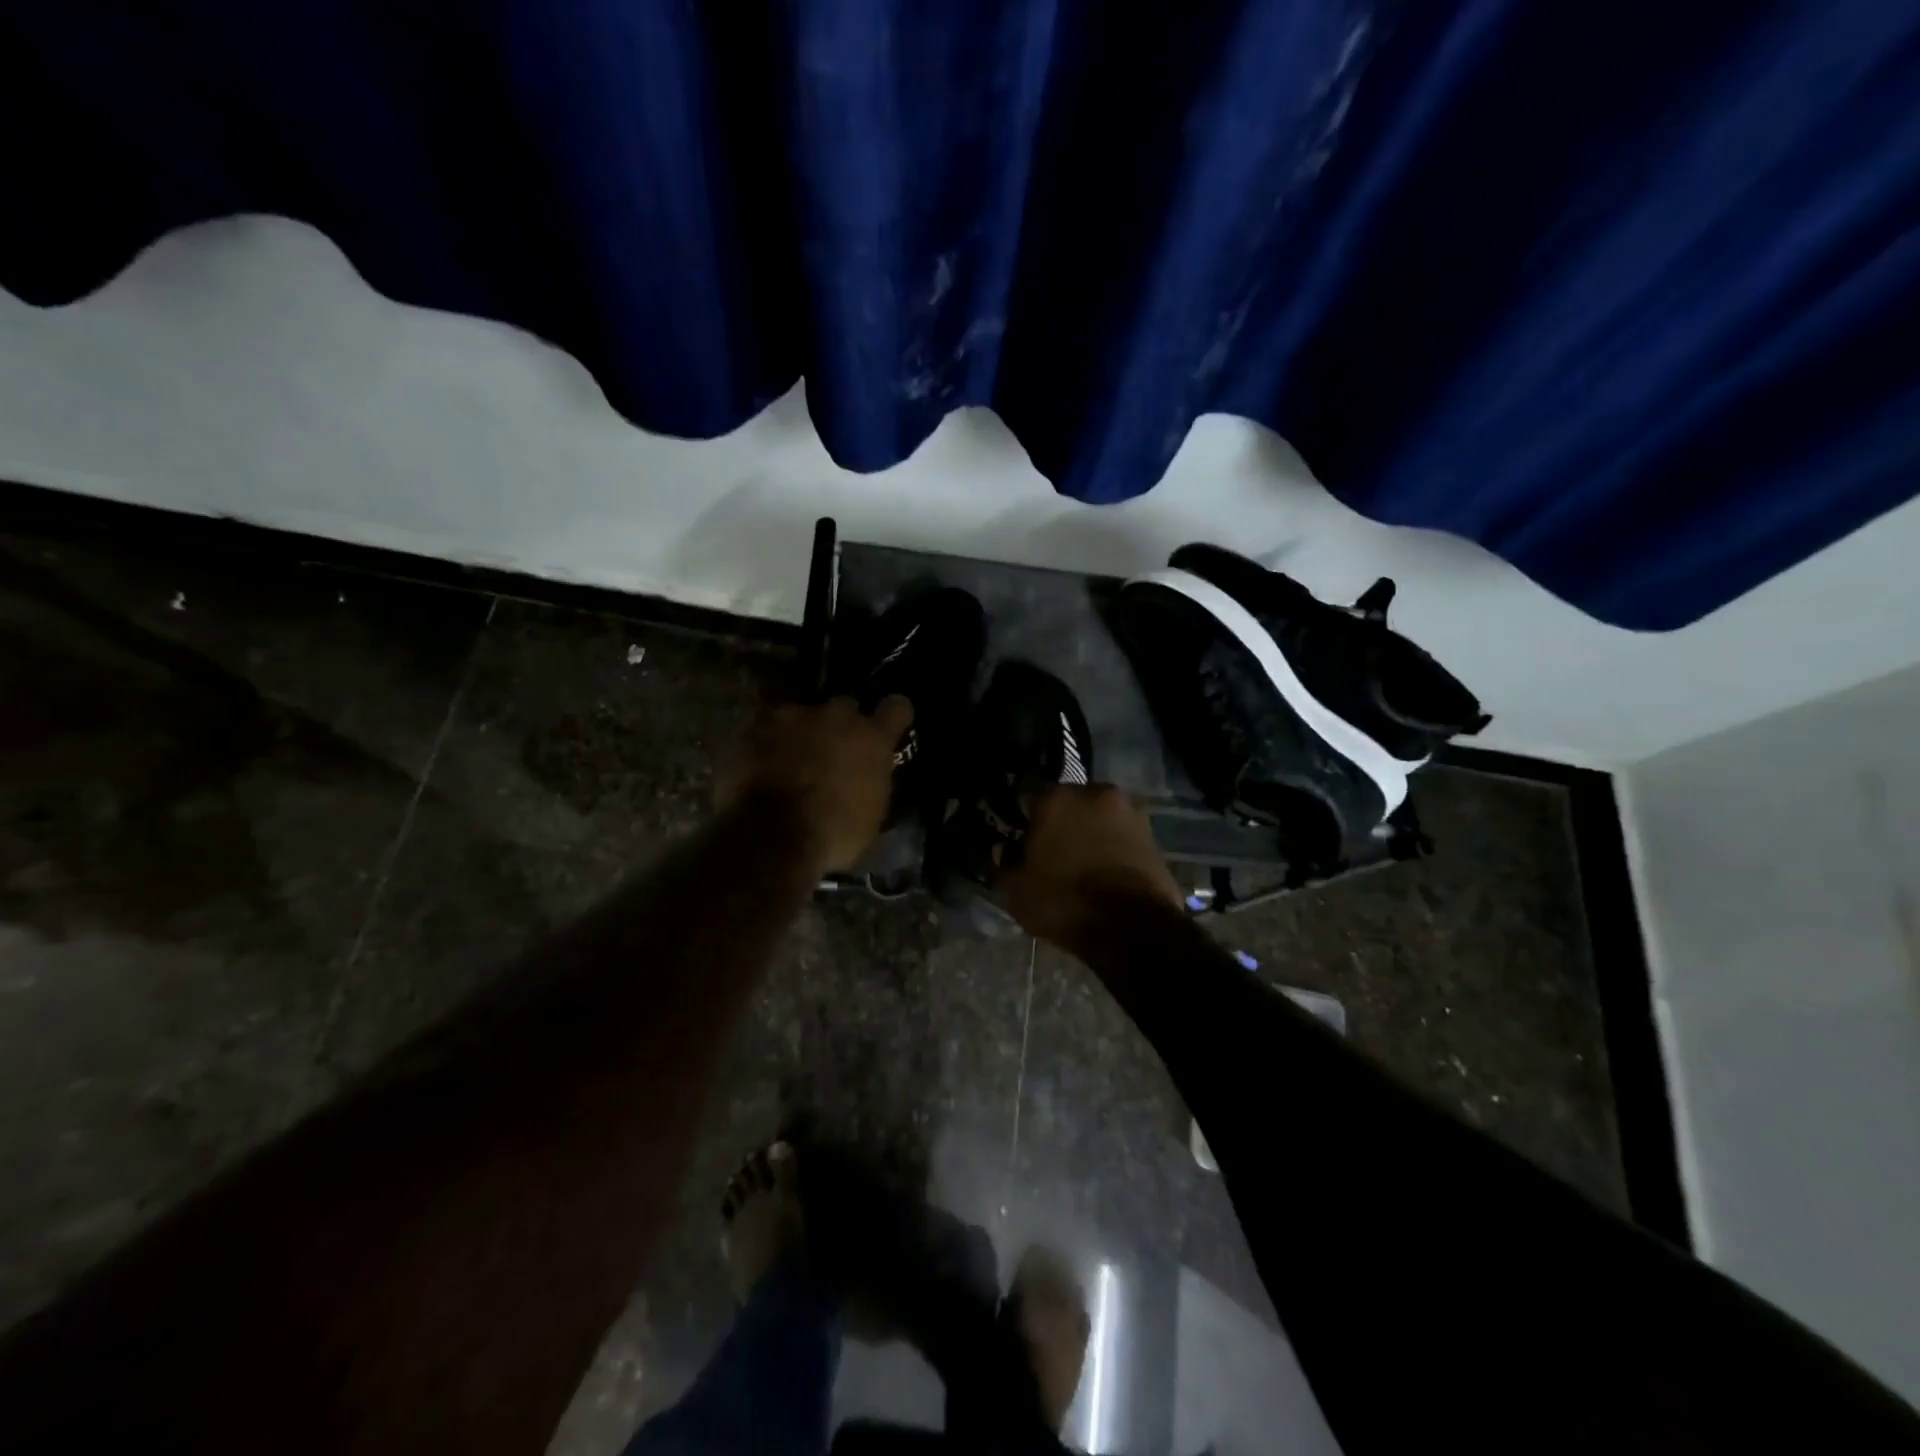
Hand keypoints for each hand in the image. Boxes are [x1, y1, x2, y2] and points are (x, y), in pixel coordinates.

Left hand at [719, 696, 912, 874]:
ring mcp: (792, 717)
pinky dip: (768, 743)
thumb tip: (866, 776)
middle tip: (833, 752)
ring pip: (802, 715)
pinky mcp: (755, 727)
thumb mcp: (872, 814)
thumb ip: (872, 780)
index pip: (897, 708)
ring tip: (791, 759)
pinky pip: (767, 729)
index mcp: (872, 737)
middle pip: (845, 707)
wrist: (773, 837)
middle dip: (841, 726)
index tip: (890, 724)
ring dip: (801, 732)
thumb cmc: (835, 834)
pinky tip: (764, 764)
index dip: (894, 716)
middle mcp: (836, 716)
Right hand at [1001, 784, 1181, 952]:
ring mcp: (1130, 813)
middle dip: (1062, 823)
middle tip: (1053, 851)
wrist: (1132, 928)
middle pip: (1070, 804)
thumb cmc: (1064, 901)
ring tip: (1082, 865)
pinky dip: (1113, 849)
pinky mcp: (1154, 837)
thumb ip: (1006, 862)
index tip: (1021, 838)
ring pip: (1099, 819)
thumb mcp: (1016, 889)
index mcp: (1057, 797)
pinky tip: (1105, 874)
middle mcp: (1095, 793)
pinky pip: (1122, 838)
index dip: (1024, 818)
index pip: (1031, 796)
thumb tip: (1007, 849)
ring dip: (1090, 834)